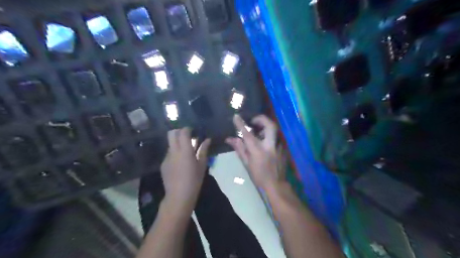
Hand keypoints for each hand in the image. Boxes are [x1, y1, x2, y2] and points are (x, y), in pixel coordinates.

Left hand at [160, 128, 210, 207]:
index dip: (187, 129)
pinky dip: (174, 153)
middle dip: (179, 131)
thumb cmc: (194, 180)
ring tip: (185, 151)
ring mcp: (166, 157)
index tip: (193, 130)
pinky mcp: (163, 164)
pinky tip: (180, 162)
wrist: (179, 195)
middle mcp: (173, 151)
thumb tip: (207, 139)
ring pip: (170, 144)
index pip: (183, 132)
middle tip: (187, 136)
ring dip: (177, 143)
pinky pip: (169, 153)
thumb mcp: (202, 164)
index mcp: (184, 150)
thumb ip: (203, 150)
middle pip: (171, 133)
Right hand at [225, 113, 281, 188]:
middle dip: (261, 119)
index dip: (241, 124)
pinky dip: (268, 133)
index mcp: (258, 150)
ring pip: (274, 129)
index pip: (248, 134)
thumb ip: (239, 148)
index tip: (236, 116)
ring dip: (265, 126)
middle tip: (253, 121)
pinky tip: (263, 139)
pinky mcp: (283, 148)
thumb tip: (229, 138)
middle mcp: (270, 145)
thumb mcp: (246, 163)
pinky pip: (275, 136)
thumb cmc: (258, 175)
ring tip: (257, 129)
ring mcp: (279, 146)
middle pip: (269, 125)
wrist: (276, 185)